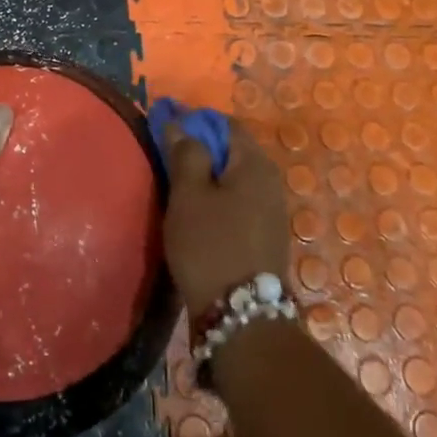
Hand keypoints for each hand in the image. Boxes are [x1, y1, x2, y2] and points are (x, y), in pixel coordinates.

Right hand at [162, 122, 289, 314]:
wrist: (241, 316)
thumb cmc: (210, 245)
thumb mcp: (189, 195)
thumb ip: (185, 153)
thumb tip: (179, 123)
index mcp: (255, 163)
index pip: (224, 123)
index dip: (194, 120)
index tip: (165, 125)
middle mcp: (270, 180)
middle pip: (231, 150)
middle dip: (200, 147)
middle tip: (165, 155)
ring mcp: (271, 210)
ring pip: (234, 177)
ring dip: (207, 173)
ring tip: (176, 182)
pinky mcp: (265, 234)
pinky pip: (238, 200)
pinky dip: (217, 195)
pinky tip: (196, 210)